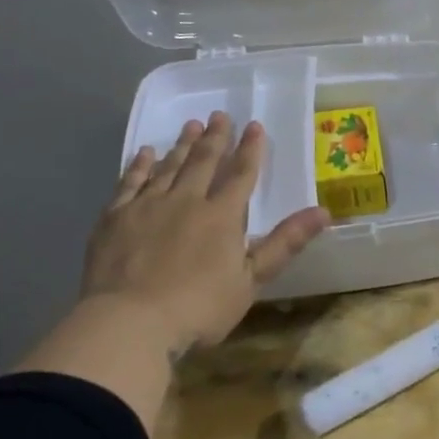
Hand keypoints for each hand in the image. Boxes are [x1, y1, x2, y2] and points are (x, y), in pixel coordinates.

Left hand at [84, 112, 329, 354]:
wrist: (130, 323)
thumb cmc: (199, 308)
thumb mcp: (251, 280)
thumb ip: (284, 243)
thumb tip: (324, 212)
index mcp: (222, 216)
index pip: (241, 174)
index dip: (251, 150)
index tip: (255, 126)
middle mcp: (186, 201)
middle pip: (204, 162)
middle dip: (215, 138)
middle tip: (220, 115)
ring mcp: (147, 206)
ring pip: (168, 166)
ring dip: (182, 145)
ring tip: (191, 125)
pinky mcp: (115, 218)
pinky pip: (130, 182)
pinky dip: (140, 165)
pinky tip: (145, 152)